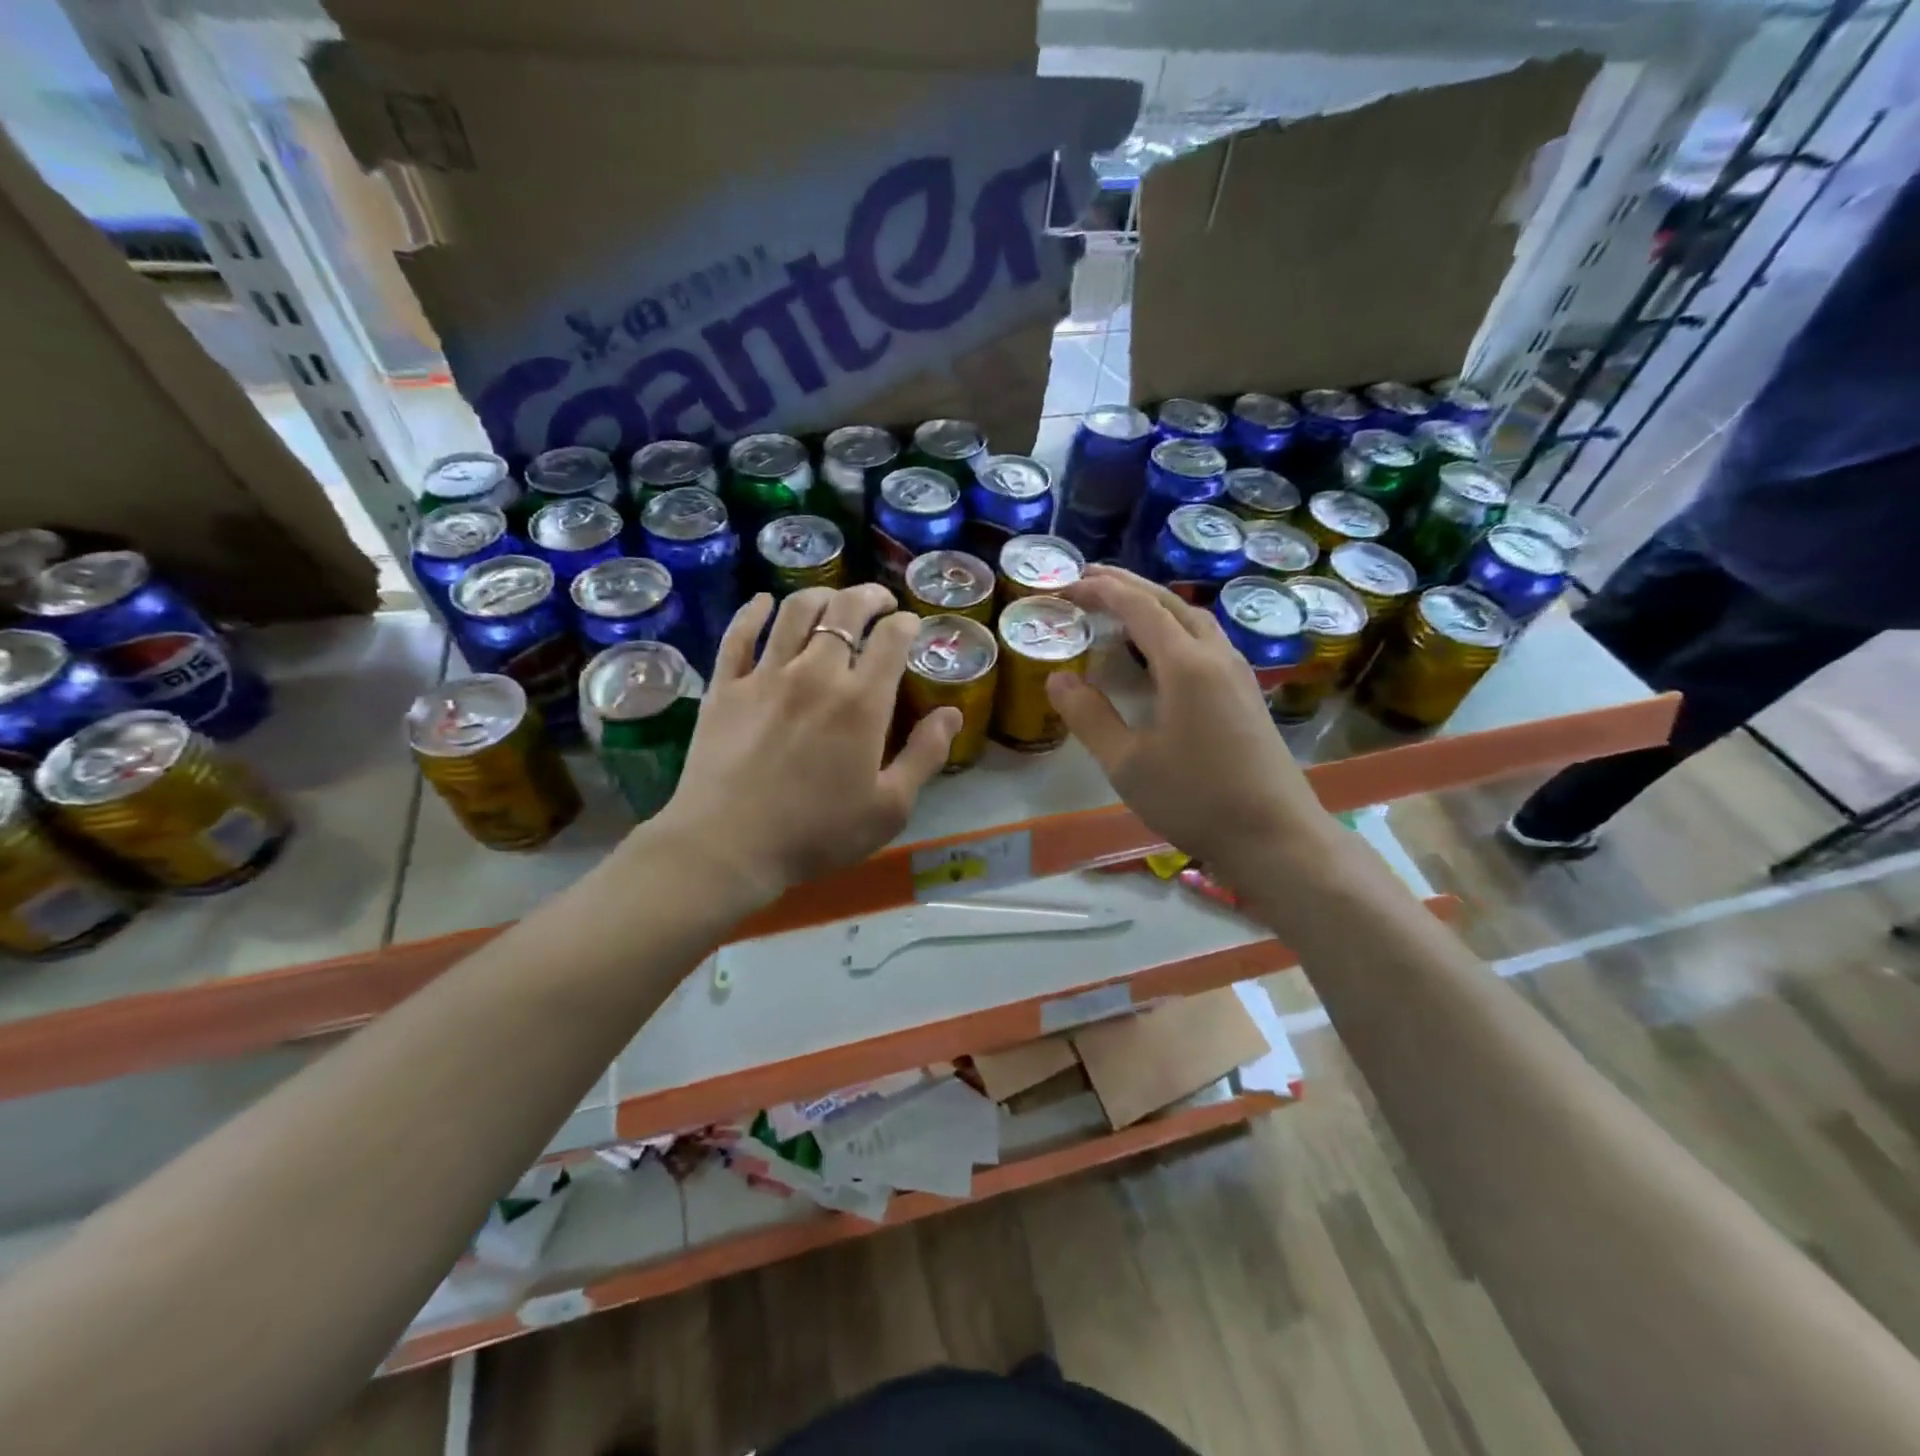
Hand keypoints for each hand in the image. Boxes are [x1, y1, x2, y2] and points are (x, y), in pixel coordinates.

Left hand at [651, 585, 960, 906]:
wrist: (728, 847)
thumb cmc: (817, 833)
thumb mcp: (889, 807)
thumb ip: (925, 755)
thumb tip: (952, 713)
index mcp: (861, 702)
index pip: (891, 639)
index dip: (906, 623)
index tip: (911, 624)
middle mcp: (816, 673)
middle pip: (845, 611)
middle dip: (870, 596)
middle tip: (881, 601)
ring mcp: (765, 675)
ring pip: (796, 611)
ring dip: (821, 596)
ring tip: (833, 601)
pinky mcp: (726, 685)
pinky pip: (740, 633)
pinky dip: (754, 611)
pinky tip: (763, 603)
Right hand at [1048, 566, 1331, 876]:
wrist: (1275, 836)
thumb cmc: (1195, 800)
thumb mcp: (1127, 764)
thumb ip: (1089, 717)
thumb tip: (1057, 678)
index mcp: (1186, 665)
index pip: (1139, 607)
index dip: (1101, 591)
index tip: (1067, 585)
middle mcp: (1216, 656)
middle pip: (1170, 603)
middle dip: (1127, 585)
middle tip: (1088, 578)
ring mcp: (1238, 673)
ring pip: (1193, 619)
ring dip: (1155, 604)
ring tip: (1121, 606)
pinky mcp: (1246, 694)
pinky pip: (1206, 641)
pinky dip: (1174, 628)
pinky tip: (1161, 651)